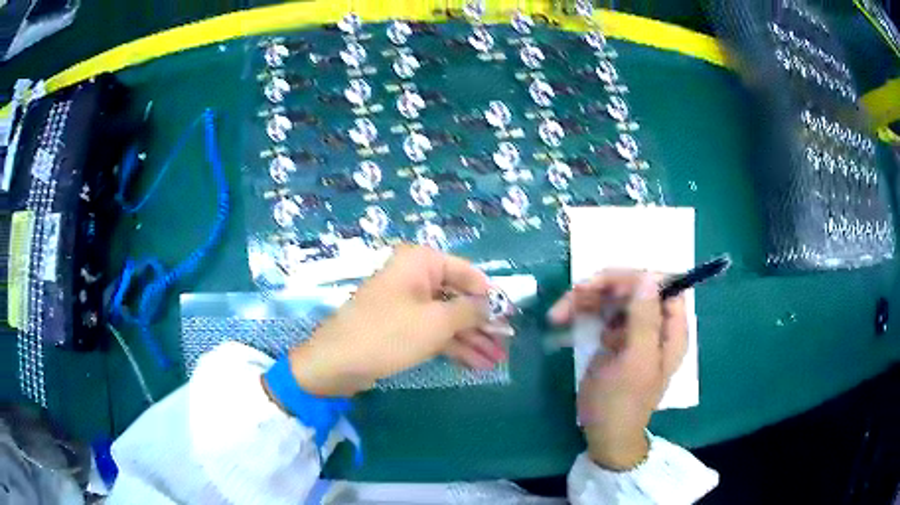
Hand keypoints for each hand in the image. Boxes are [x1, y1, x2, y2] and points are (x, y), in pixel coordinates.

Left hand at [287, 245, 510, 396]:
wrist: (337, 363)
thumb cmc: (388, 334)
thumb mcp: (436, 322)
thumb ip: (469, 312)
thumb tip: (493, 306)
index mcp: (421, 263)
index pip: (468, 273)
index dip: (491, 296)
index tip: (511, 317)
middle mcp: (415, 277)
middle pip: (458, 298)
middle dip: (483, 324)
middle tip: (507, 345)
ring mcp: (407, 304)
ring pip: (448, 318)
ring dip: (472, 339)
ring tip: (497, 360)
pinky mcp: (401, 327)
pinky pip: (434, 332)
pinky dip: (454, 346)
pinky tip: (476, 364)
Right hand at [548, 270, 687, 469]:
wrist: (604, 433)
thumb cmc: (622, 402)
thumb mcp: (635, 362)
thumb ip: (645, 320)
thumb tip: (647, 277)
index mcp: (671, 329)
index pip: (662, 284)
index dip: (636, 278)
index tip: (607, 287)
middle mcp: (655, 323)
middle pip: (633, 286)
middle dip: (603, 287)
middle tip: (573, 296)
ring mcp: (634, 329)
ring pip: (613, 295)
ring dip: (585, 297)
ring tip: (559, 312)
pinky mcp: (614, 337)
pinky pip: (600, 311)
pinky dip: (581, 310)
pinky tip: (562, 320)